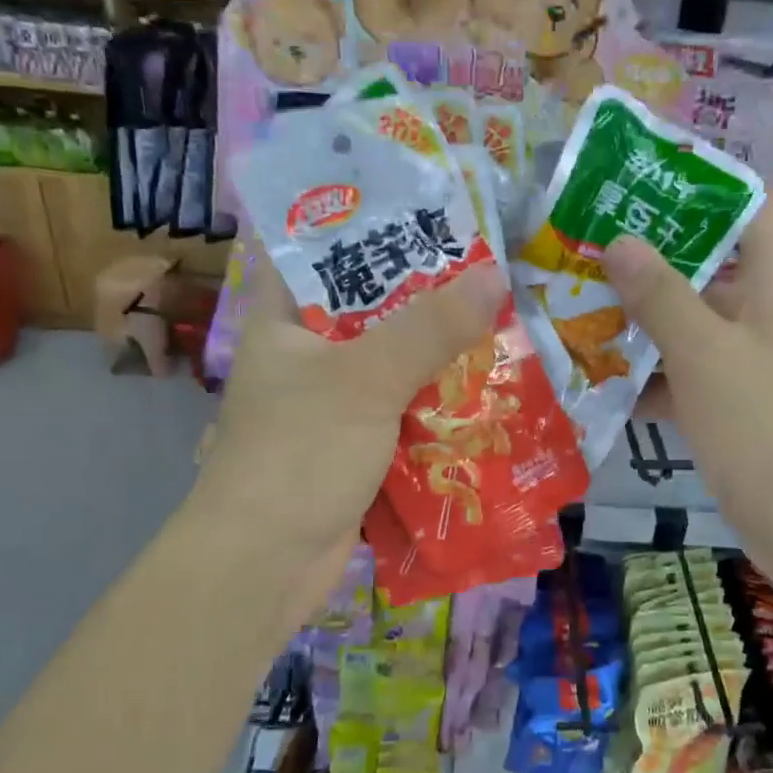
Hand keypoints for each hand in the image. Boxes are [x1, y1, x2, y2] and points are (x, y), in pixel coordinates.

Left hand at [199, 253, 505, 611]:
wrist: (267, 563)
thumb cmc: (300, 454)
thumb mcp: (366, 379)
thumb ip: (429, 327)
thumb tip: (495, 275)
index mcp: (286, 320)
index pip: (322, 250)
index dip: (372, 224)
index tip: (433, 210)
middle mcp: (308, 355)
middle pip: (373, 309)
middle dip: (429, 295)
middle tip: (491, 269)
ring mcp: (333, 404)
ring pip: (395, 363)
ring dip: (442, 354)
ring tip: (505, 322)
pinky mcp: (357, 446)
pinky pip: (406, 410)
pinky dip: (439, 403)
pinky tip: (488, 391)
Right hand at [603, 198, 772, 600]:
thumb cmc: (766, 428)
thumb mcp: (705, 354)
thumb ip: (661, 295)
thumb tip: (620, 240)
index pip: (750, 205)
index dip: (701, 184)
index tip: (638, 178)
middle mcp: (772, 313)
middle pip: (713, 264)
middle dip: (651, 257)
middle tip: (586, 246)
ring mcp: (757, 363)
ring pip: (695, 324)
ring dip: (643, 321)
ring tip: (578, 307)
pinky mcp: (742, 408)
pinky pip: (692, 376)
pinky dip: (653, 377)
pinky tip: (600, 381)